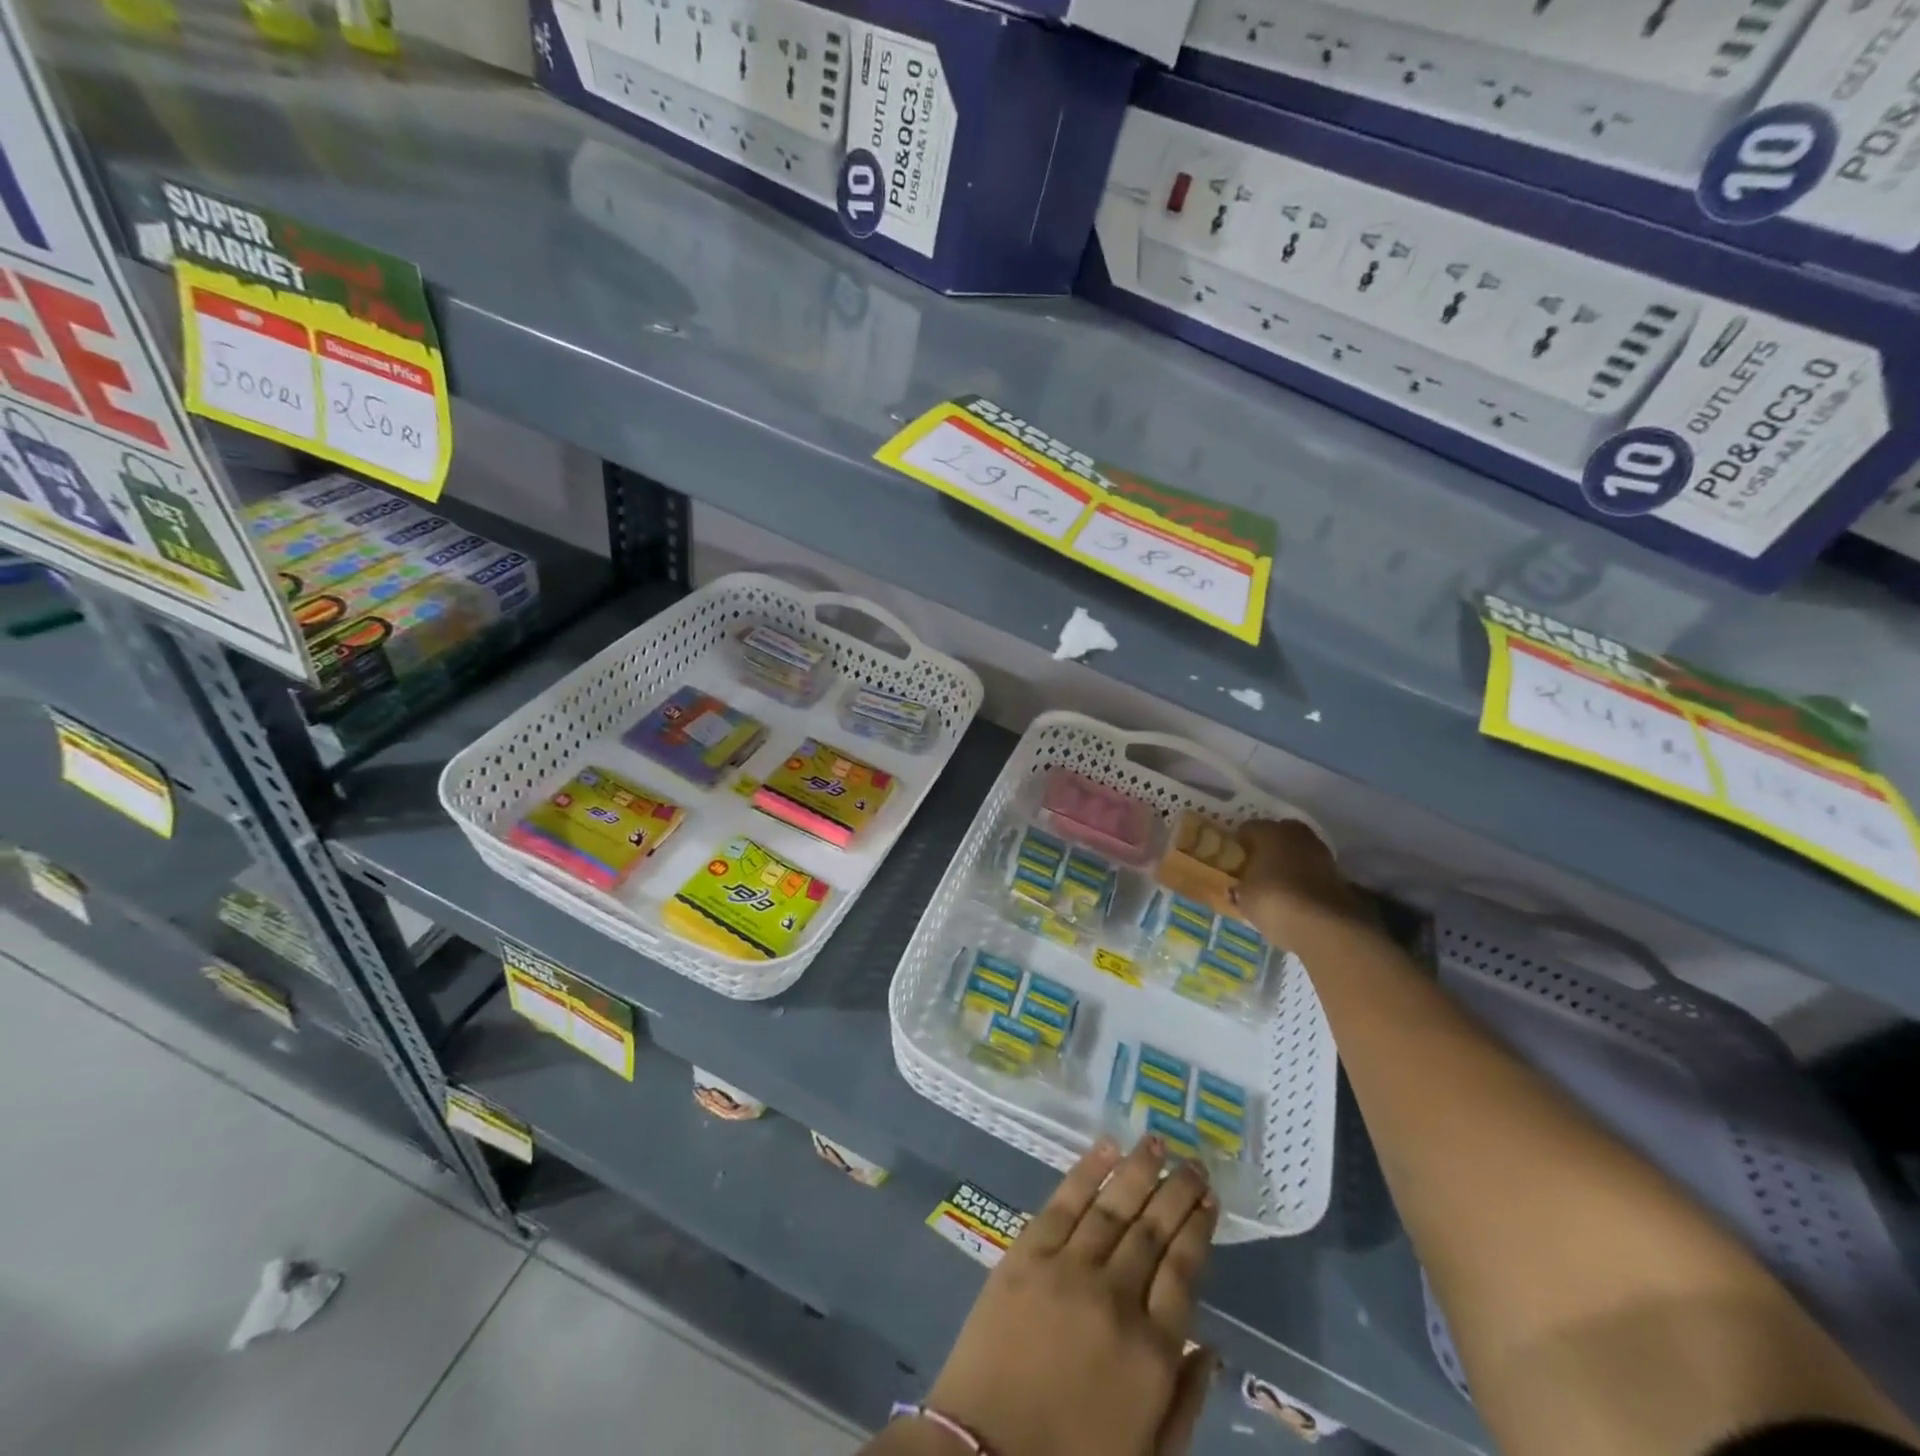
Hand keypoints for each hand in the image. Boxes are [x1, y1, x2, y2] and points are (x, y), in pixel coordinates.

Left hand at [926, 1138, 1219, 1455]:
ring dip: (1138, 1170)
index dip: (1198, 1228)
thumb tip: (1211, 1346)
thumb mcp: (1149, 1454)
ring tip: (1156, 1142)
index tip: (1209, 1198)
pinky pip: (1063, 1202)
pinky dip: (1086, 1172)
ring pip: (1113, 1206)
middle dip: (1177, 1190)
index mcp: (1151, 1352)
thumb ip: (1185, 1401)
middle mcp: (1116, 1298)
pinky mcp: (1026, 1254)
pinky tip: (1106, 1149)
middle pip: (1153, 1230)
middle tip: (1193, 1160)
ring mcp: (1068, 1269)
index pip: (1184, 1270)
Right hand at [1227, 819, 1364, 949]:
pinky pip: (1311, 869)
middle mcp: (1295, 833)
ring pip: (1297, 851)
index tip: (1233, 861)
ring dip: (1288, 862)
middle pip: (1276, 834)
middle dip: (1267, 848)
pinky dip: (1303, 878)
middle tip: (1255, 869)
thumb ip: (1241, 884)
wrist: (1322, 924)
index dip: (1238, 845)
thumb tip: (1240, 885)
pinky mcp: (1337, 872)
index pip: (1246, 829)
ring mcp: (1320, 851)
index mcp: (1267, 830)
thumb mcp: (1242, 895)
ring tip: (1275, 884)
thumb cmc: (1271, 900)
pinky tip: (1294, 895)